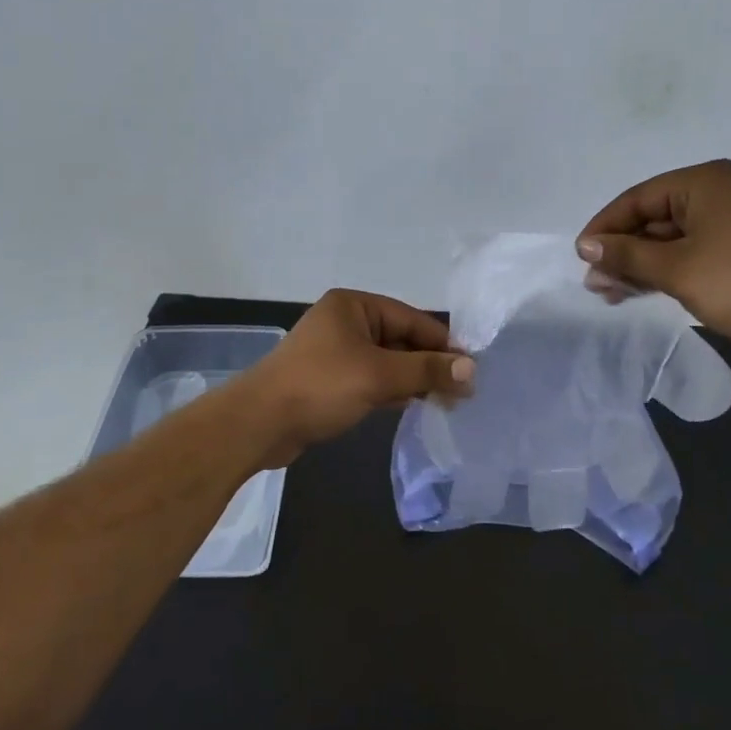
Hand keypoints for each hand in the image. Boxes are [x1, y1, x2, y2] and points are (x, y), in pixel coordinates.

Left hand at [239, 289, 474, 465]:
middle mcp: (345, 322)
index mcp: (354, 306)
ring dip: (413, 379)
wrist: (258, 423)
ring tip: (447, 402)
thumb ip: (427, 370)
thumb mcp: (379, 375)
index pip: (411, 319)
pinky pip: (371, 379)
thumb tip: (472, 369)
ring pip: (387, 362)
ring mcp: (335, 352)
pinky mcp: (329, 380)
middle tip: (463, 391)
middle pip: (400, 339)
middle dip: (429, 364)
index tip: (472, 369)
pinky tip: (415, 405)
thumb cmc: (321, 386)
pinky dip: (392, 390)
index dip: (443, 344)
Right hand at [575, 159, 730, 354]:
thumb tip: (586, 247)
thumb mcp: (675, 269)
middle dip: (622, 251)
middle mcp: (716, 192)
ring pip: (669, 238)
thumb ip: (626, 255)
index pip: (637, 199)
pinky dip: (664, 269)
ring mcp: (730, 220)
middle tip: (595, 282)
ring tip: (610, 293)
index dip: (605, 228)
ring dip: (639, 264)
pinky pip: (689, 250)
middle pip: (652, 217)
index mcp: (702, 182)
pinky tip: (640, 290)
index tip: (581, 257)